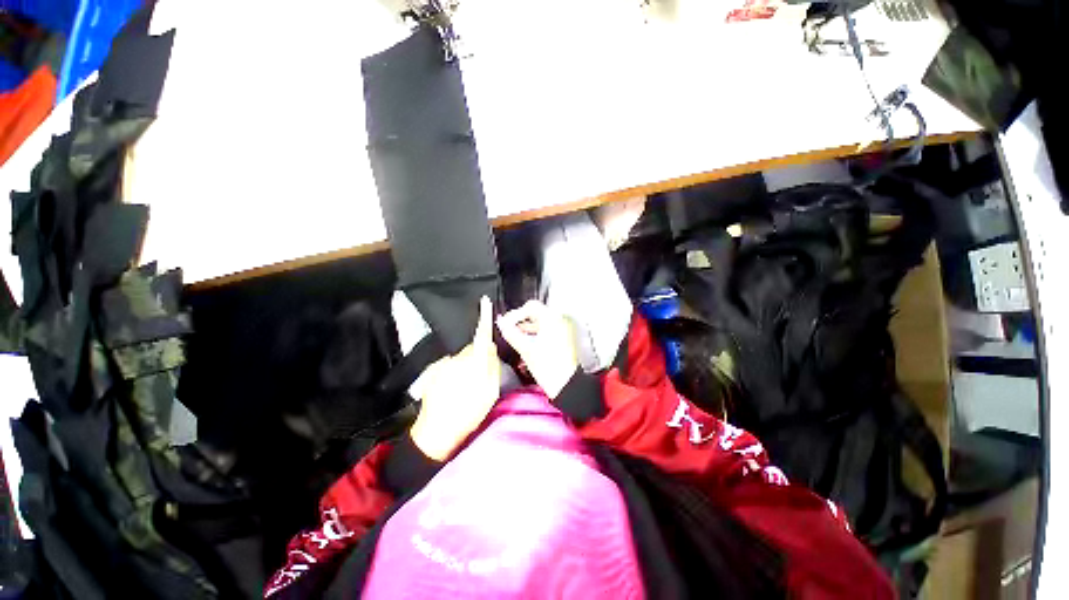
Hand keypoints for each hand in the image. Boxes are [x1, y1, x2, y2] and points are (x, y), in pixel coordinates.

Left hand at [410, 296, 500, 460]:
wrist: (436, 432)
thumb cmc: (469, 413)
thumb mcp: (490, 393)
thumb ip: (493, 367)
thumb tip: (491, 349)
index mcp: (475, 363)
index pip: (482, 336)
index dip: (485, 318)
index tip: (484, 302)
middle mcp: (458, 358)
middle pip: (473, 347)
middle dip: (478, 355)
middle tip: (480, 375)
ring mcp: (444, 364)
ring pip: (461, 357)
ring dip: (465, 365)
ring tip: (465, 386)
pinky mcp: (434, 371)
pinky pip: (449, 364)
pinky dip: (453, 371)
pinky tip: (452, 388)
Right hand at [497, 301, 579, 398]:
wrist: (567, 385)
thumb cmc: (551, 369)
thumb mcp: (526, 349)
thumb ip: (511, 333)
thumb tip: (501, 323)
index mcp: (551, 319)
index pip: (530, 306)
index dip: (515, 314)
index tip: (506, 323)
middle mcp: (559, 321)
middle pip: (536, 313)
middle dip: (520, 320)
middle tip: (508, 329)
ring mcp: (563, 329)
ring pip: (541, 321)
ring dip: (527, 327)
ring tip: (516, 336)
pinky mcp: (564, 338)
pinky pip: (547, 329)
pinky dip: (536, 332)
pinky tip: (528, 342)